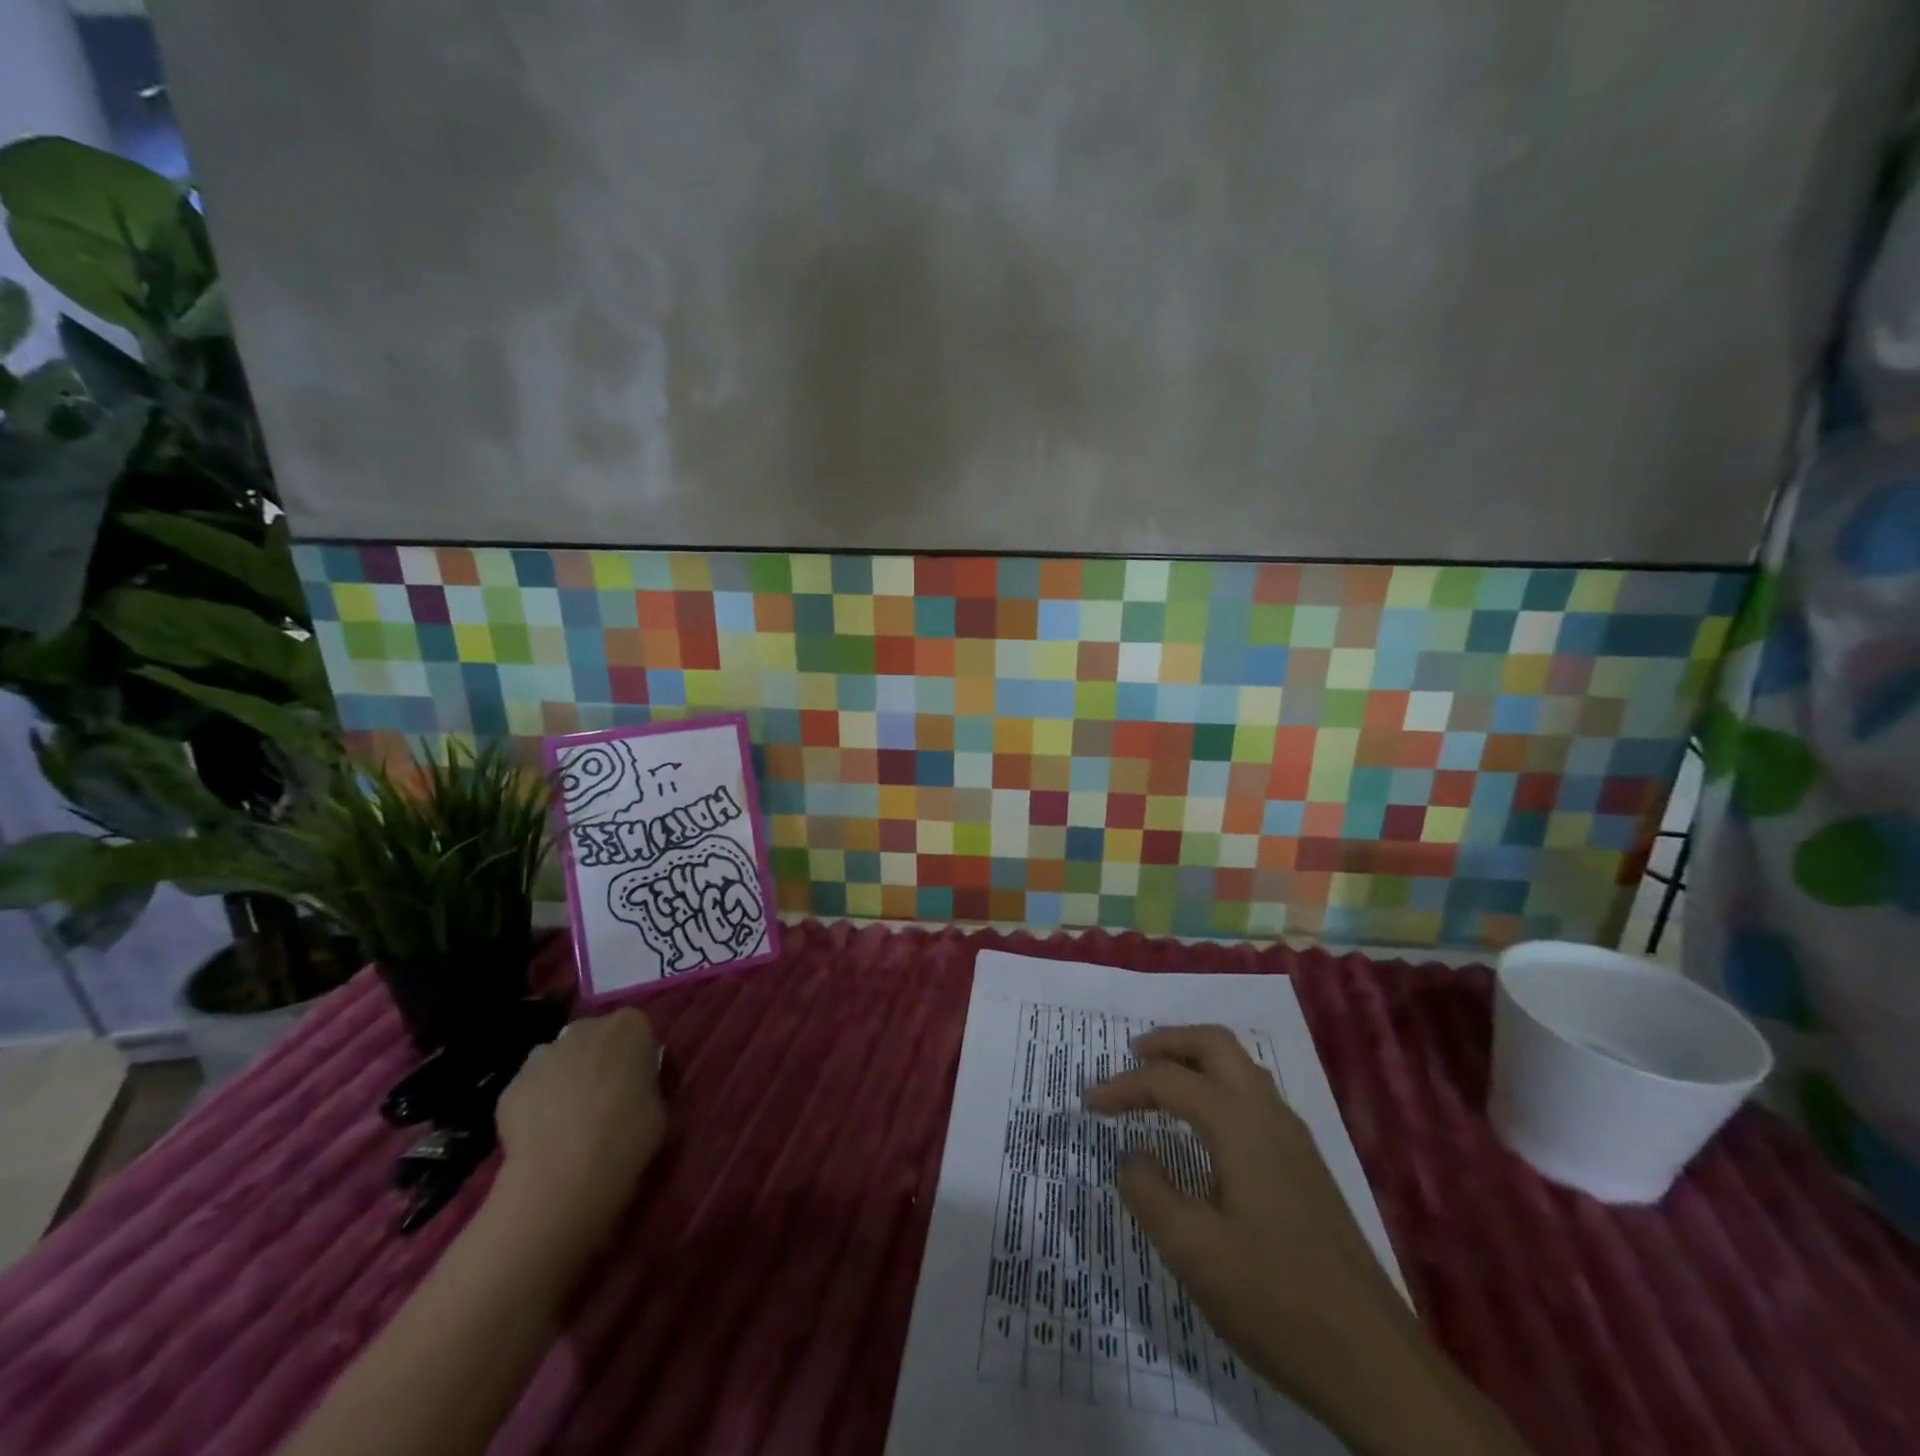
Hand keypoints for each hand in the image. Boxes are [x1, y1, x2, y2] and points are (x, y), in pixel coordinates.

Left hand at [492, 1008, 664, 1249]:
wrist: (566, 1171)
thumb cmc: (628, 1134)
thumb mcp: (657, 1104)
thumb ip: (642, 1084)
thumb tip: (631, 1089)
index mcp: (629, 1026)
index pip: (635, 1027)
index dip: (634, 1054)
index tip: (635, 1080)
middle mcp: (585, 1029)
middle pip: (592, 1037)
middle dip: (595, 1059)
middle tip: (602, 1098)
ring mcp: (543, 1055)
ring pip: (556, 1060)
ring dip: (562, 1079)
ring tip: (567, 1121)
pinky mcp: (510, 1087)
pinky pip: (529, 1090)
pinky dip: (535, 1106)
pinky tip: (541, 1137)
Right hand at [1082, 1025, 1415, 1421]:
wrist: (1375, 1363)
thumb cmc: (1275, 1300)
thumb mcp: (1192, 1251)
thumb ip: (1149, 1192)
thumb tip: (1134, 1156)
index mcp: (1239, 1124)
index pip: (1169, 1081)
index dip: (1123, 1086)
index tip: (1087, 1105)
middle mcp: (1269, 1114)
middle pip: (1215, 1045)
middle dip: (1169, 1042)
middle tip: (1131, 1057)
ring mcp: (1295, 1139)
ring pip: (1240, 1067)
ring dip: (1196, 1060)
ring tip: (1161, 1082)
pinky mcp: (1306, 1166)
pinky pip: (1254, 1097)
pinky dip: (1219, 1086)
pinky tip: (1206, 1127)